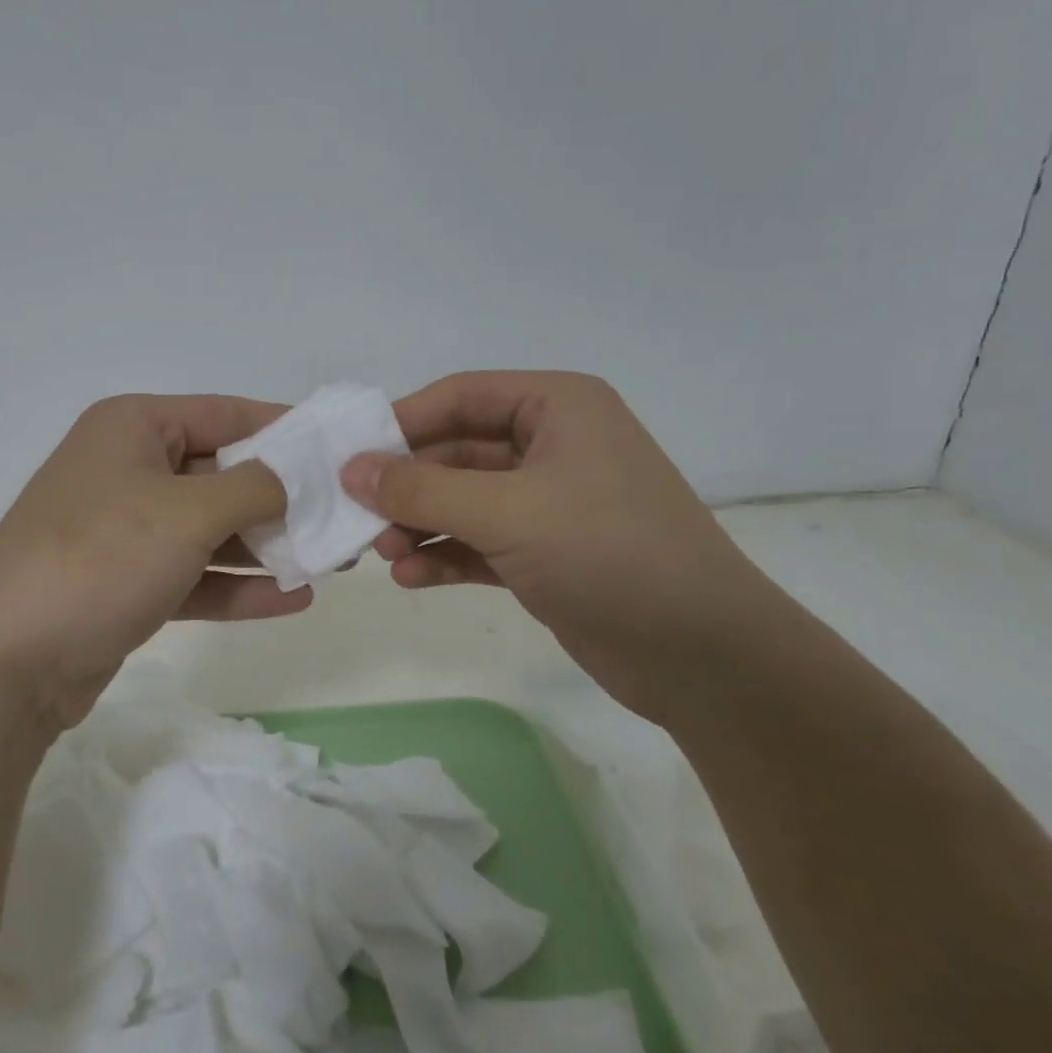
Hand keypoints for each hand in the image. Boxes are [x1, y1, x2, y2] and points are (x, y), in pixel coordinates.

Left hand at [0, 394, 306, 729]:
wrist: (7, 661)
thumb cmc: (101, 558)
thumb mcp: (188, 512)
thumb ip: (255, 487)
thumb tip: (294, 477)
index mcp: (134, 427)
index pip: (225, 413)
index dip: (285, 428)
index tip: (338, 448)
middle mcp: (129, 469)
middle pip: (223, 474)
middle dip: (284, 498)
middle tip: (343, 516)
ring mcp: (127, 531)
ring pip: (212, 530)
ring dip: (268, 547)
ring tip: (332, 561)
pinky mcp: (128, 584)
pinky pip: (195, 575)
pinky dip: (239, 587)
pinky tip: (293, 599)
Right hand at [341, 371, 771, 710]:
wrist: (702, 655)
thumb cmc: (608, 553)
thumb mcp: (507, 512)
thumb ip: (422, 490)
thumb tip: (351, 469)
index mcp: (557, 407)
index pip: (459, 397)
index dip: (400, 423)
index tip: (349, 457)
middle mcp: (553, 446)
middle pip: (455, 452)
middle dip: (407, 486)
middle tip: (358, 517)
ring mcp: (550, 503)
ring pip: (463, 501)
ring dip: (420, 524)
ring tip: (383, 554)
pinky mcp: (545, 553)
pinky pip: (479, 542)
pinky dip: (445, 555)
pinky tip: (412, 577)